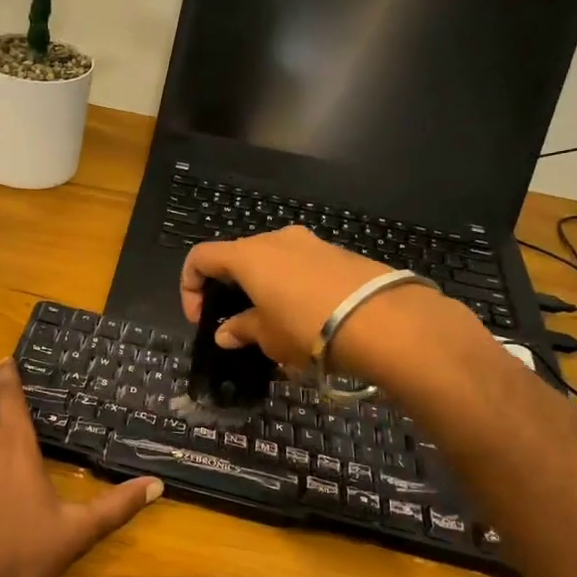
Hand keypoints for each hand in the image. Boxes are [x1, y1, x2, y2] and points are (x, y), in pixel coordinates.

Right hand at [181, 226, 392, 365]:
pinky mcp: (340, 254)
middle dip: (230, 289)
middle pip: (237, 257)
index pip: (201, 257)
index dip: (190, 287)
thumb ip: (242, 330)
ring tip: (276, 326)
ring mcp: (311, 243)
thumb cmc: (308, 328)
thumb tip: (225, 333)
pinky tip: (308, 319)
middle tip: (238, 324)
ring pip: (272, 262)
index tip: (202, 320)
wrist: (385, 321)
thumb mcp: (268, 337)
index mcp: (248, 255)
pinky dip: (292, 288)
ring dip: (264, 289)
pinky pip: (302, 267)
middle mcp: (276, 239)